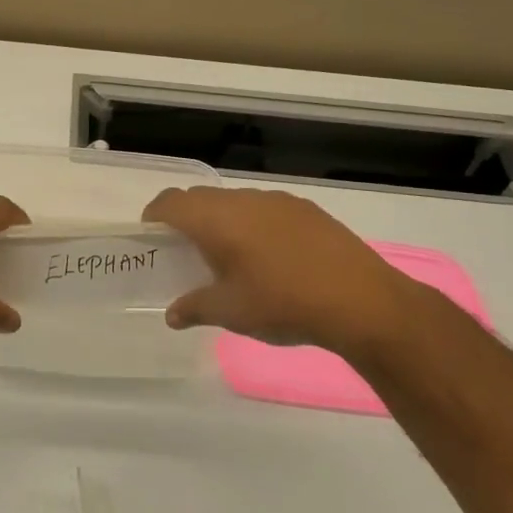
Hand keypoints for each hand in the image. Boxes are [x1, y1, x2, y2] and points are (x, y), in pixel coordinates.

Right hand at [142, 186, 425, 357]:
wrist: (362, 301)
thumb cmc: (282, 303)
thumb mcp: (230, 312)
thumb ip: (194, 308)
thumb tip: (172, 315)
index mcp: (217, 219)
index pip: (171, 202)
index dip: (155, 215)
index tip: (151, 234)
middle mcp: (243, 200)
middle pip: (201, 197)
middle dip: (186, 217)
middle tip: (185, 248)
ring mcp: (278, 201)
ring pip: (235, 201)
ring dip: (222, 219)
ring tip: (229, 254)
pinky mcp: (307, 210)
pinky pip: (265, 208)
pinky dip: (253, 223)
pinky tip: (269, 255)